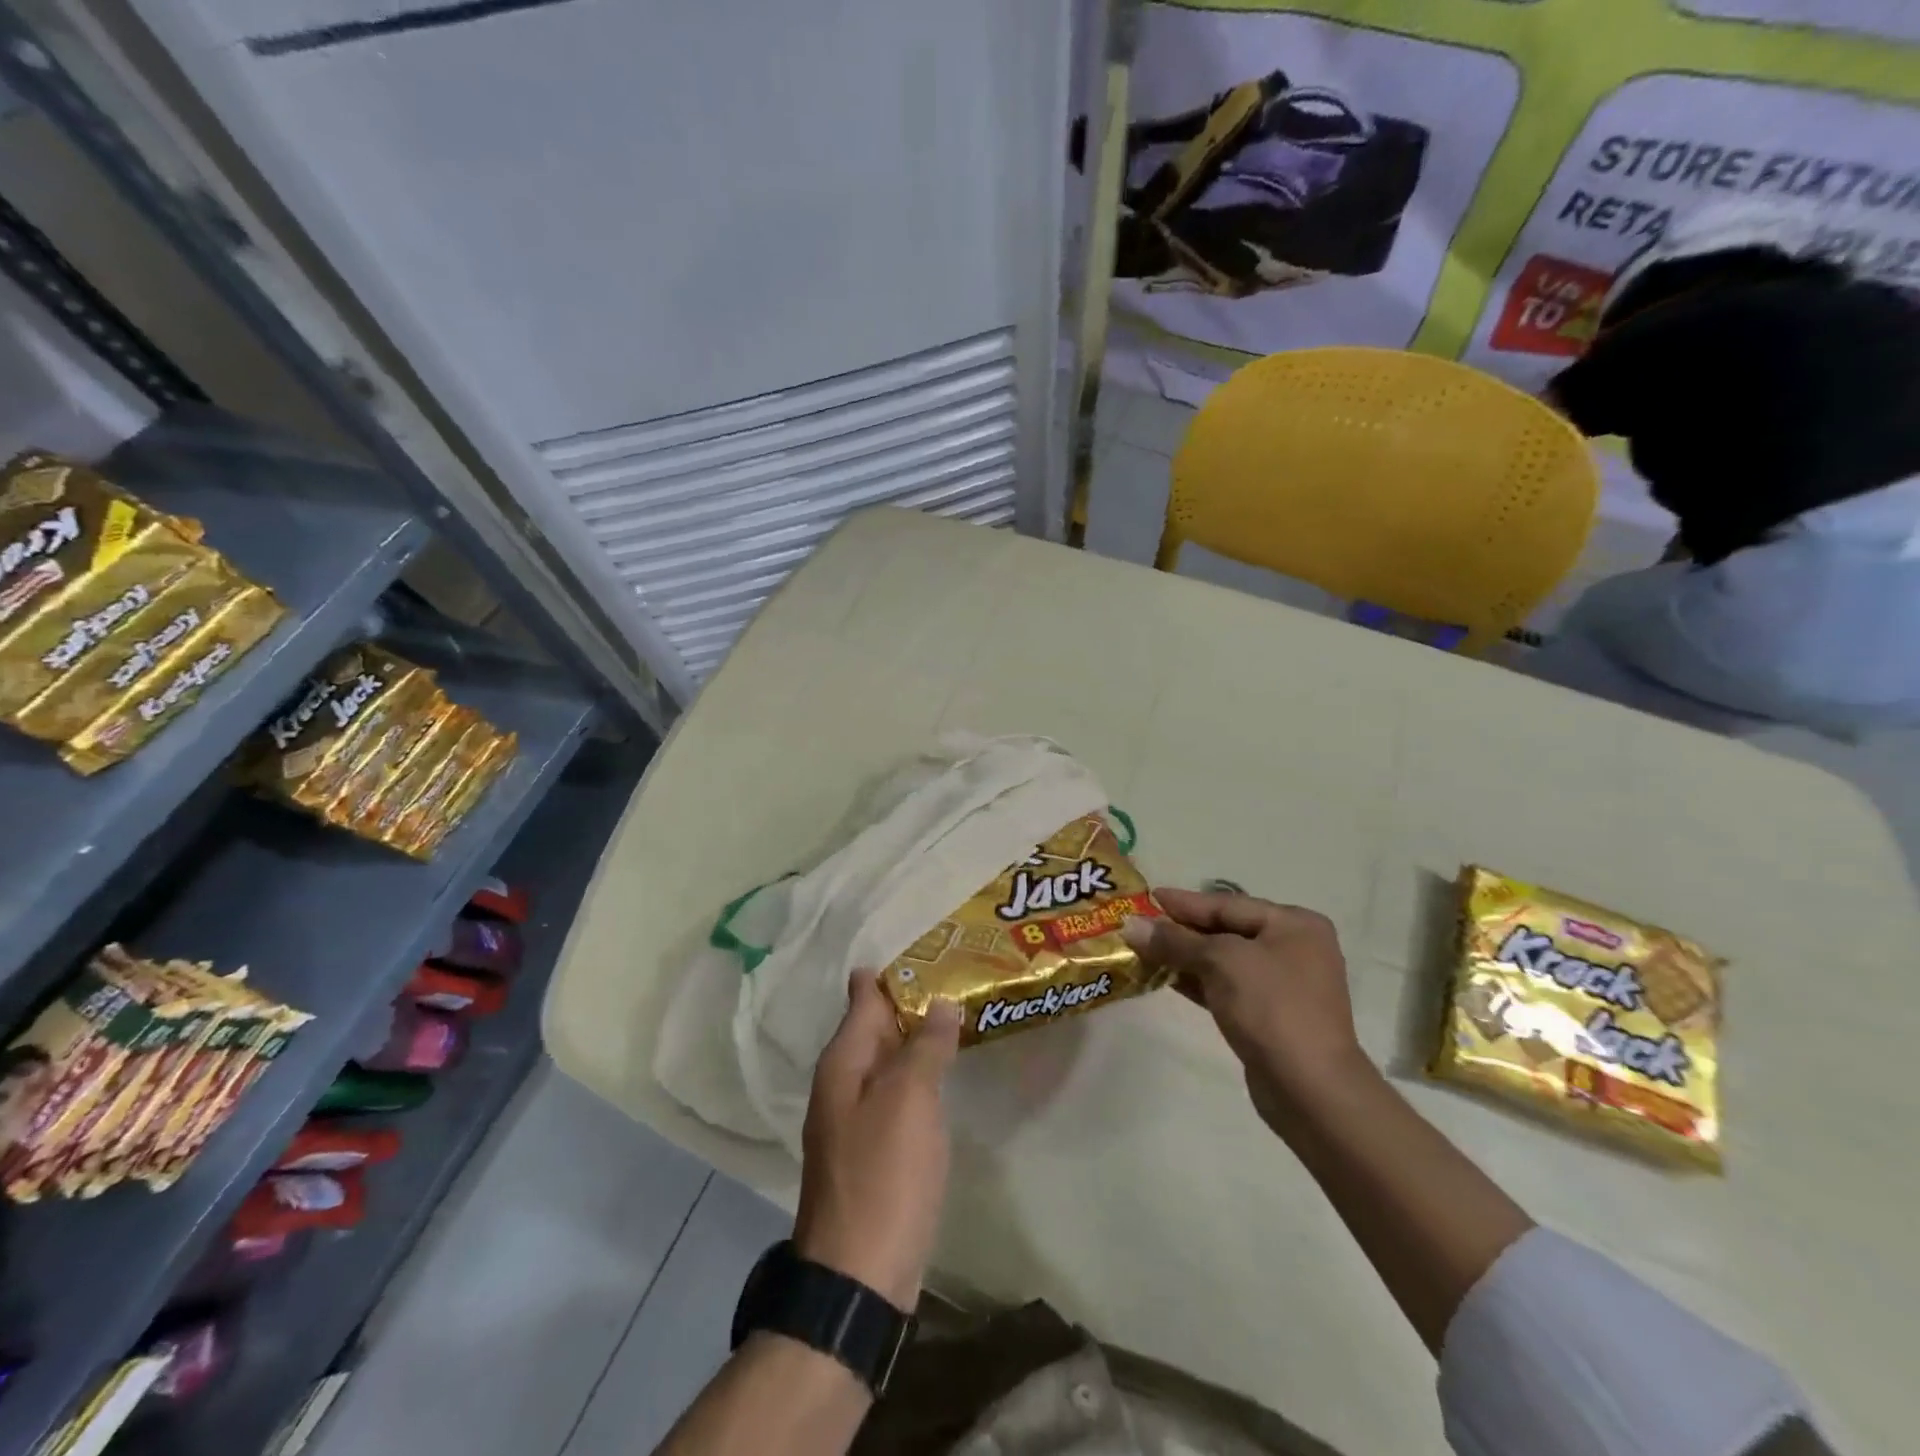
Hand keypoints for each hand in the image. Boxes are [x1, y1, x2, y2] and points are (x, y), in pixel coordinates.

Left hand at [793, 971, 960, 1308]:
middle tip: (954, 975)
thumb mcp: (909, 1100)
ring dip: (915, 1039)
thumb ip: (925, 1047)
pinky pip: (895, 1094)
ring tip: (954, 1016)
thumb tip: (941, 1002)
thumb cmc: (884, 1175)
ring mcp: (854, 1119)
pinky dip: (917, 1076)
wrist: (859, 1276)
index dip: (893, 973)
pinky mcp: (871, 1151)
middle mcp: (842, 1083)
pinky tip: (941, 1074)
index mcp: (843, 1062)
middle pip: (875, 1027)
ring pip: (887, 1061)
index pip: (865, 997)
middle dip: (909, 1002)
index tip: (929, 950)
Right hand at [1126, 888, 1366, 1126]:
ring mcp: (1284, 985)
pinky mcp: (1270, 1016)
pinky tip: (1165, 977)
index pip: (1227, 904)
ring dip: (1184, 956)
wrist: (1310, 1089)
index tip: (1146, 897)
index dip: (1184, 902)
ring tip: (1143, 950)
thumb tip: (1130, 925)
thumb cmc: (1270, 1007)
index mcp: (1294, 925)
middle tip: (1139, 924)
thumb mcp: (1220, 962)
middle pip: (1226, 930)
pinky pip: (1226, 986)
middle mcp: (1294, 948)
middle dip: (1182, 930)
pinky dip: (1197, 980)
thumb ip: (1175, 940)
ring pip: (1224, 960)